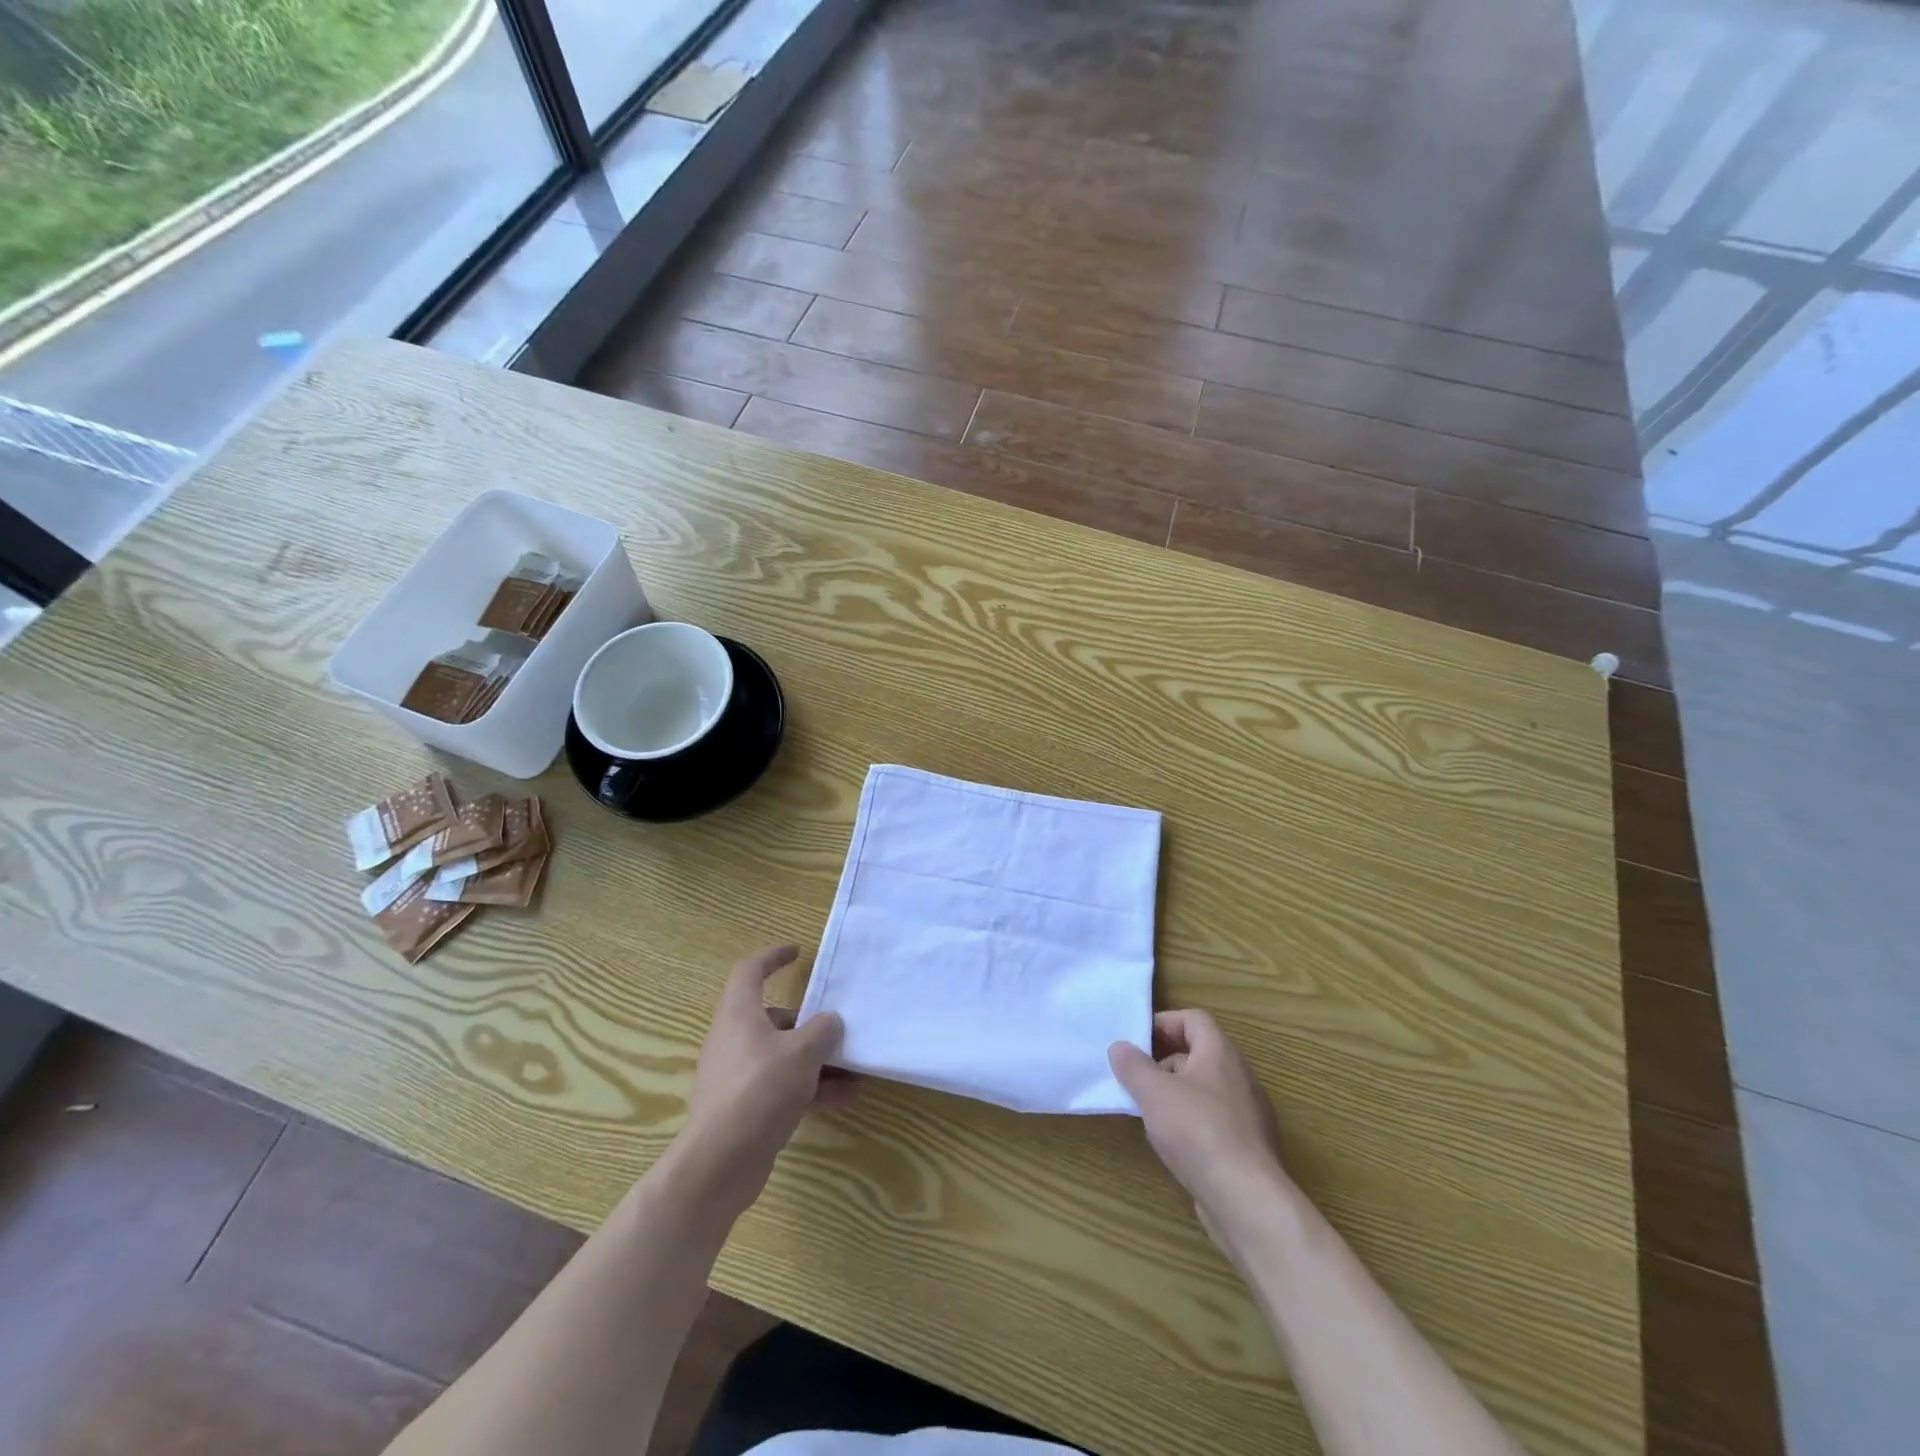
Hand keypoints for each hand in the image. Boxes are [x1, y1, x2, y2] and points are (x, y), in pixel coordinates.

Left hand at [682, 945, 852, 1210]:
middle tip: (838, 1026)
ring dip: (816, 1059)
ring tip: (854, 1067)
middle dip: (808, 1022)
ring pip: (781, 1055)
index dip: (773, 956)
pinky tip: (844, 1098)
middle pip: (773, 1017)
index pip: (750, 971)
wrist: (720, 1163)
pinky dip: (810, 1087)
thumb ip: (822, 1031)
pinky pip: (782, 1085)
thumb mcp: (802, 1053)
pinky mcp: (744, 1107)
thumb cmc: (760, 1090)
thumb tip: (831, 1021)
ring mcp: (737, 1075)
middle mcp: (734, 1038)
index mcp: (739, 1013)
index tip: (797, 952)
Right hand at [1109, 1009, 1289, 1228]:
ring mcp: (1248, 1113)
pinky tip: (1172, 1143)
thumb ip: (1133, 1065)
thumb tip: (1120, 1047)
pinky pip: (1214, 1119)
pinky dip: (1190, 1121)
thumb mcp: (1153, 1093)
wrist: (1247, 1200)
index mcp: (1220, 1053)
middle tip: (1136, 1076)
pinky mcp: (1248, 1146)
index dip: (1164, 1023)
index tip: (1137, 1041)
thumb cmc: (1197, 1132)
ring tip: (1148, 1112)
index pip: (1193, 1019)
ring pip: (1204, 1088)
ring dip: (1175, 1093)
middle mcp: (1239, 1076)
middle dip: (1164, 1061)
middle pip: (1198, 1053)